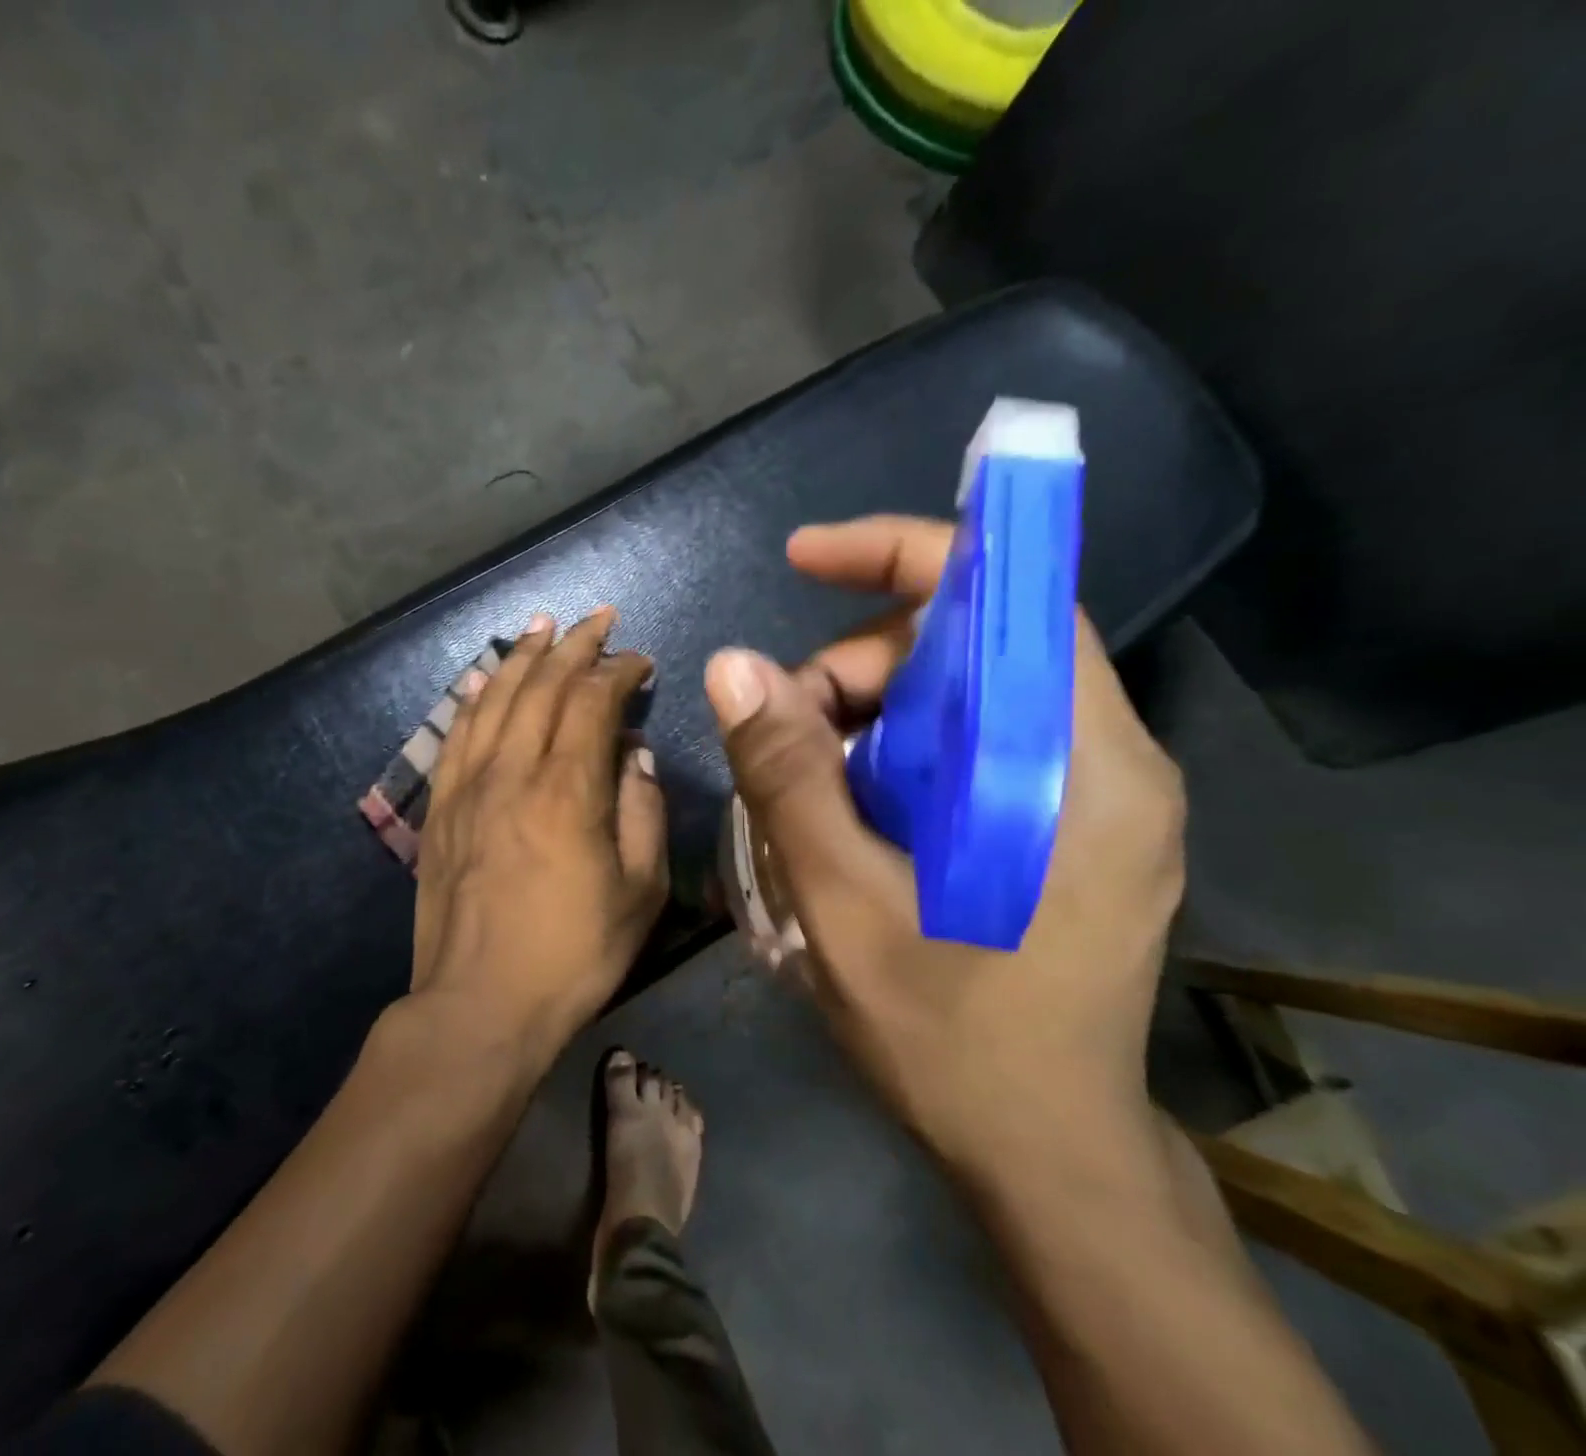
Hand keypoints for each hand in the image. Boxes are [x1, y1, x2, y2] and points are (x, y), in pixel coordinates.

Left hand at [412, 608, 667, 1054]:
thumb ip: (643, 811)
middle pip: (543, 687)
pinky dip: (476, 696)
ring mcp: (469, 787)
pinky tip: (487, 677)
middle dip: (574, 645)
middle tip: (598, 618)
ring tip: (543, 625)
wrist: (480, 1004)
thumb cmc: (573, 953)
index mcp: (568, 791)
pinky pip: (458, 734)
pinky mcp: (441, 808)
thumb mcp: (640, 891)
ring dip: (524, 656)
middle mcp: (513, 773)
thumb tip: (633, 755)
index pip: (592, 702)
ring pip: (496, 699)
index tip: (640, 661)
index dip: (618, 671)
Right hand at [705, 517, 1185, 1178]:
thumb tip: (734, 666)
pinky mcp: (1078, 829)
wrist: (1049, 1159)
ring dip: (873, 720)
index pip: (1008, 599)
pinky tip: (858, 815)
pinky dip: (903, 757)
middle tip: (784, 740)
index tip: (806, 559)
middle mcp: (1110, 761)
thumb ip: (790, 777)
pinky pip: (976, 746)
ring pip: (966, 698)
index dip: (904, 556)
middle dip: (862, 670)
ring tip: (812, 794)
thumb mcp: (844, 905)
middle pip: (971, 650)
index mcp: (1080, 768)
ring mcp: (1100, 797)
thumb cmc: (953, 1042)